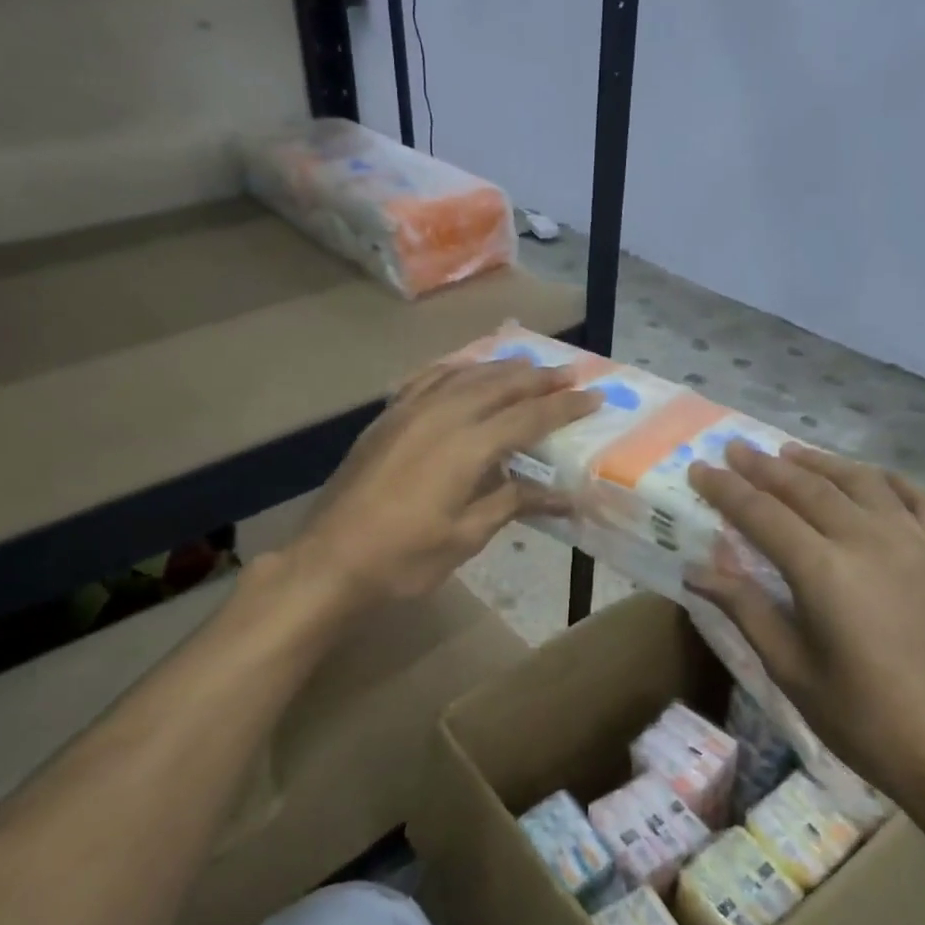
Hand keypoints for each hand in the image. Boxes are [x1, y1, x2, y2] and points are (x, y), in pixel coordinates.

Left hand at [291, 357, 600, 609]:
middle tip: (570, 373)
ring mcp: (409, 411)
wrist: (330, 560)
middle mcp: (441, 415)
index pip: (529, 417)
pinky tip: (464, 369)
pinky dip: (455, 368)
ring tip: (527, 364)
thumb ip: (513, 503)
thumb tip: (564, 497)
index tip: (594, 396)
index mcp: (468, 446)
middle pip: (499, 385)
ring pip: (464, 374)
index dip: (564, 407)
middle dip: (538, 378)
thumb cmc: (405, 558)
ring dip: (500, 367)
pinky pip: (427, 378)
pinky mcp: (386, 417)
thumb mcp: (467, 536)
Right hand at [687, 443, 924, 820]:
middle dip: (766, 466)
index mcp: (825, 571)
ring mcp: (917, 544)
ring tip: (791, 452)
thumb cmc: (864, 719)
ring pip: (862, 482)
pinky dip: (888, 480)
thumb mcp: (791, 670)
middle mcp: (870, 541)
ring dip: (821, 463)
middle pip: (809, 488)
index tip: (699, 467)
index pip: (763, 514)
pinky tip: (871, 478)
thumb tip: (696, 572)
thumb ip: (746, 609)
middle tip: (736, 449)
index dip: (727, 489)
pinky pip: (920, 499)